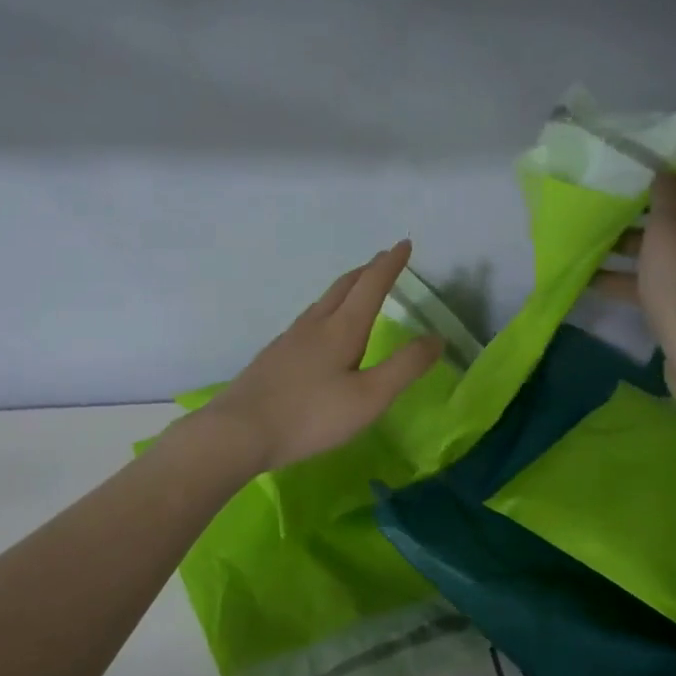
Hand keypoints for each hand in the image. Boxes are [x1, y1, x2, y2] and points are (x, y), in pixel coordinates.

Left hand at [202, 240, 442, 471]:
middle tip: (384, 260)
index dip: (390, 264)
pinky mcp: (274, 356)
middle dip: (367, 270)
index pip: (371, 285)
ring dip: (345, 288)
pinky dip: (327, 310)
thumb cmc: (310, 415)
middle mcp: (314, 325)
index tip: (404, 244)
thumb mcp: (369, 397)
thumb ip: (405, 367)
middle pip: (344, 287)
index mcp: (341, 329)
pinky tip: (320, 330)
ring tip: (356, 289)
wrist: (239, 431)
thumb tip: (436, 338)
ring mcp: (289, 339)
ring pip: (322, 302)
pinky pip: (308, 320)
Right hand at [593, 154, 675, 402]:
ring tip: (589, 238)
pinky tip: (588, 279)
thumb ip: (667, 196)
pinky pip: (653, 277)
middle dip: (645, 202)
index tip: (643, 171)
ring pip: (663, 243)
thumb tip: (665, 174)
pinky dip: (625, 275)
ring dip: (629, 239)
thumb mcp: (671, 233)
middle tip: (608, 202)